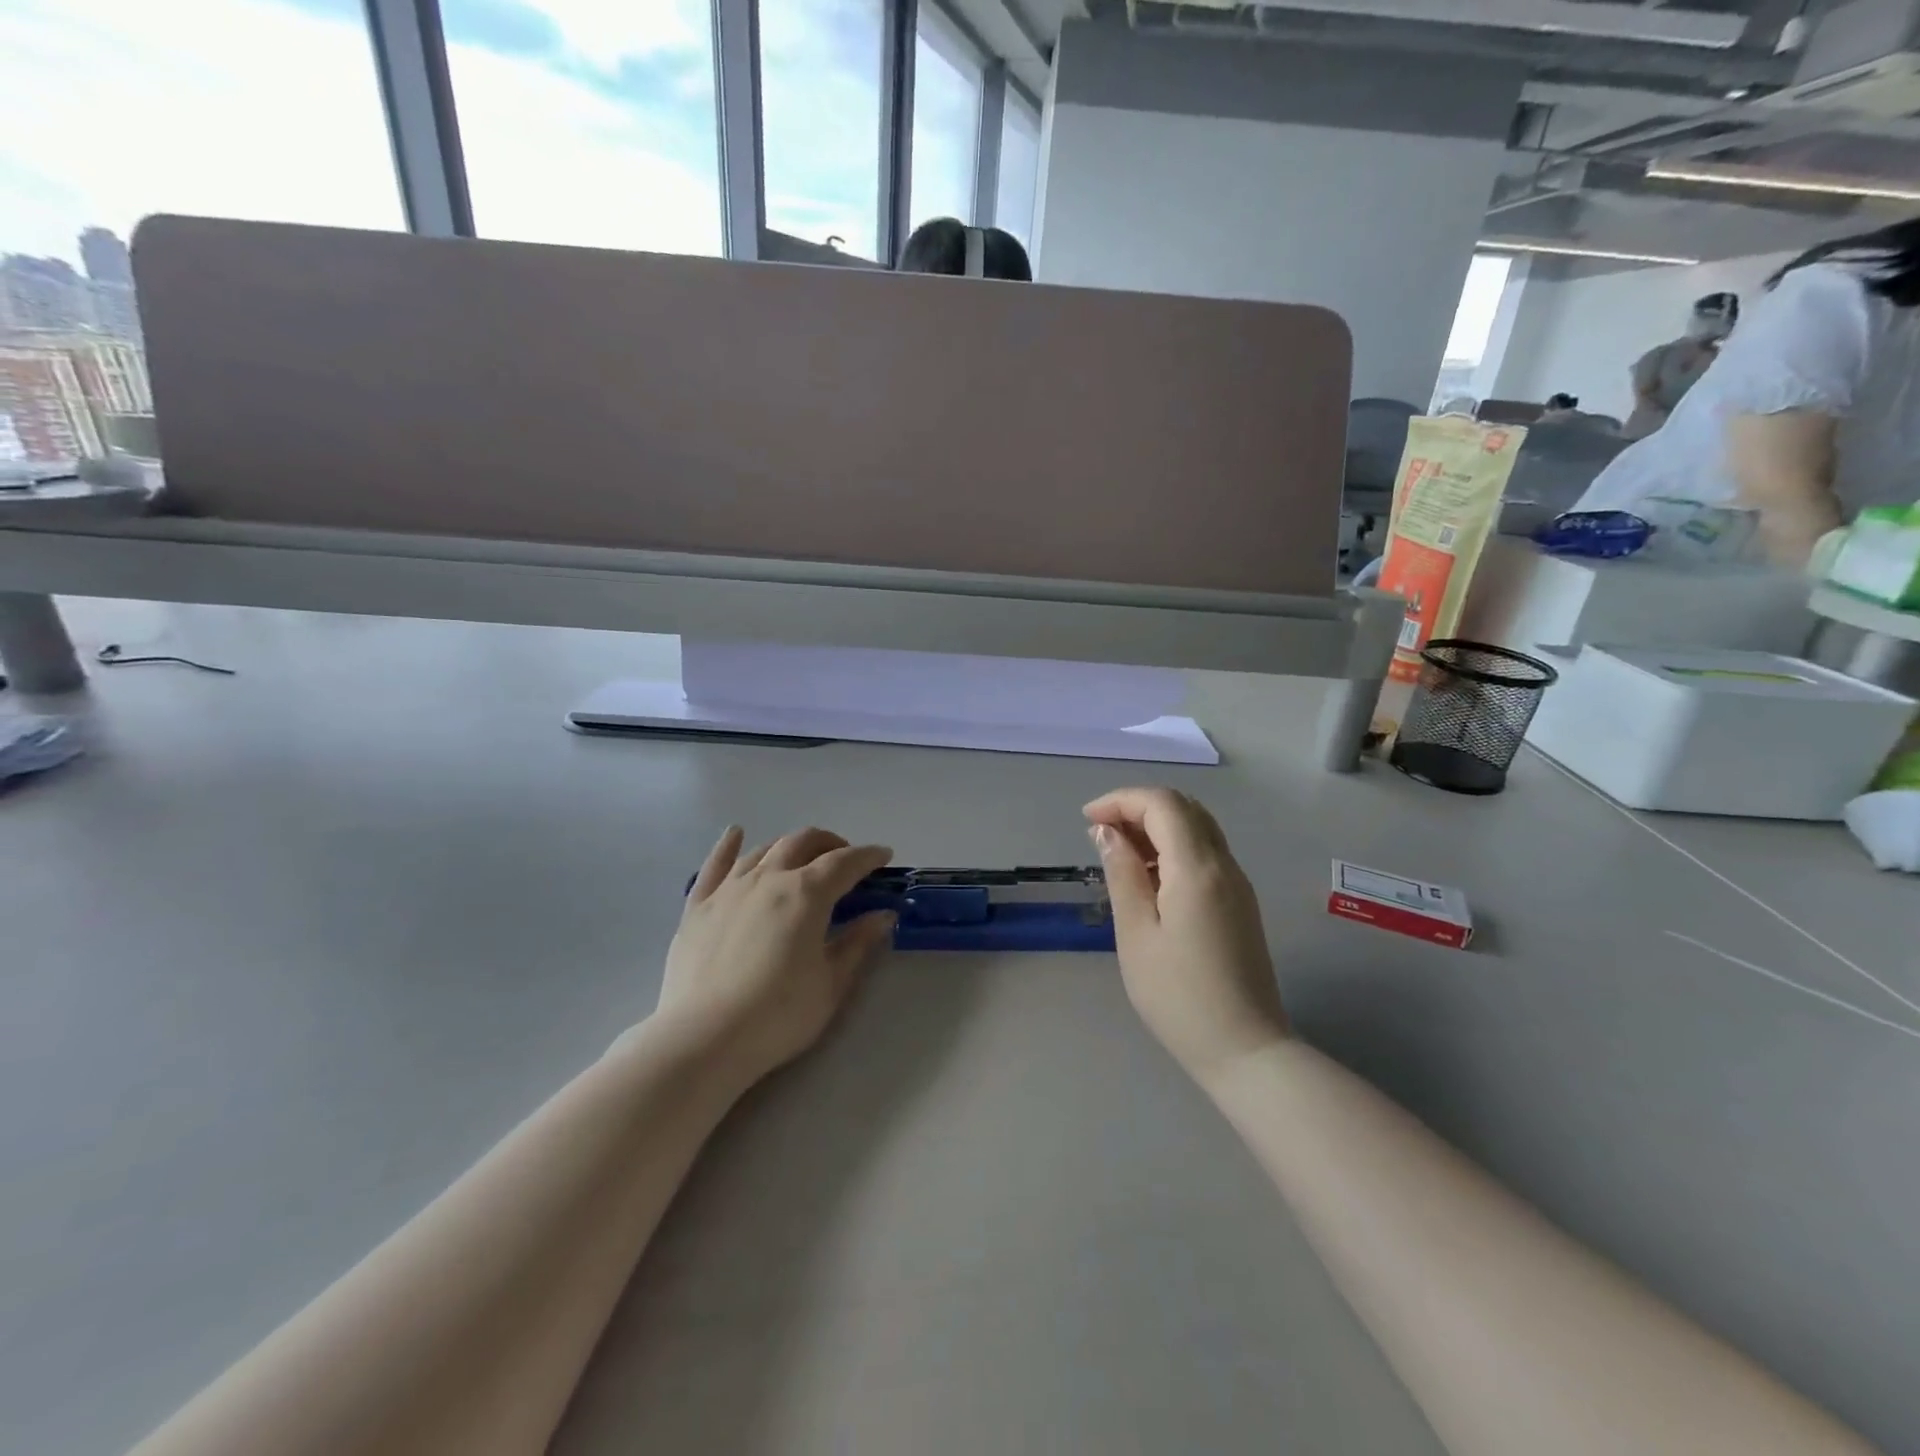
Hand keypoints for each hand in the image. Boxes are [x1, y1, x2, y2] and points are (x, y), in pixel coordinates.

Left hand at [656, 826, 894, 1087]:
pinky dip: (729, 845)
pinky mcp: (698, 905)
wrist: (704, 1039)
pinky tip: (736, 833)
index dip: (869, 856)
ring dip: (790, 846)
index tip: (884, 857)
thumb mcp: (831, 983)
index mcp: (807, 893)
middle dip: (831, 844)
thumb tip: (882, 916)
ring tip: (802, 858)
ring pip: (765, 849)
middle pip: (804, 842)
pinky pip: (715, 864)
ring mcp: (729, 887)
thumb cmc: (778, 1015)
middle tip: (845, 860)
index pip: (846, 862)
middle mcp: (769, 877)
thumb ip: (858, 943)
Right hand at [1085, 788, 1287, 1084]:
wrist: (1246, 1050)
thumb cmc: (1179, 997)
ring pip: (1197, 828)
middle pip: (1184, 808)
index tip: (1087, 821)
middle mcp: (1224, 865)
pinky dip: (1173, 847)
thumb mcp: (1136, 934)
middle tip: (1101, 834)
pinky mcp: (1240, 903)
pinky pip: (1205, 853)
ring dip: (1156, 826)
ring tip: (1119, 854)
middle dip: (1138, 808)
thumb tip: (1107, 832)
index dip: (1121, 800)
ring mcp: (1237, 884)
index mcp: (1197, 869)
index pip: (1162, 804)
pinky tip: (1149, 877)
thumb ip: (1123, 874)